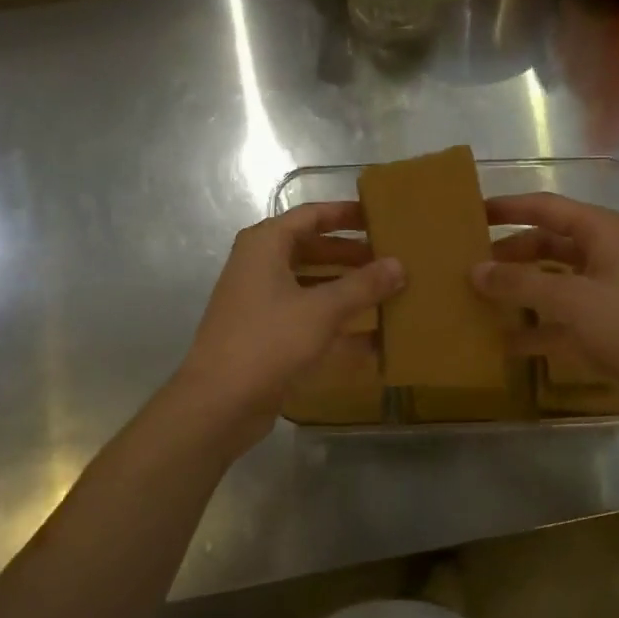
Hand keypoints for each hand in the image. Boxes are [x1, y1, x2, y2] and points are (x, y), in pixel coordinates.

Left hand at [176, 202, 402, 436]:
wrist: (219, 403)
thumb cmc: (269, 341)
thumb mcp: (322, 310)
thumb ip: (363, 286)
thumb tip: (399, 265)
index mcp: (265, 245)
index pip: (311, 216)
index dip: (345, 214)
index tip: (379, 217)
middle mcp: (259, 267)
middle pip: (311, 249)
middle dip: (350, 254)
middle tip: (390, 258)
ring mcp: (260, 303)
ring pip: (310, 284)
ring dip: (345, 288)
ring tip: (387, 292)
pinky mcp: (265, 335)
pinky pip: (306, 317)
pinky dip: (335, 322)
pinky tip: (372, 336)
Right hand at [473, 192, 618, 415]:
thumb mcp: (571, 299)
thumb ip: (520, 282)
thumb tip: (474, 270)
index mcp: (600, 233)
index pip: (545, 208)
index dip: (509, 208)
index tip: (472, 212)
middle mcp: (598, 256)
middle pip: (543, 245)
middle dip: (508, 253)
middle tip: (466, 262)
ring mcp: (598, 294)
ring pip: (547, 283)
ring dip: (516, 290)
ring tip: (473, 296)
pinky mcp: (596, 329)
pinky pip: (554, 321)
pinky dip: (530, 329)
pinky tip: (498, 341)